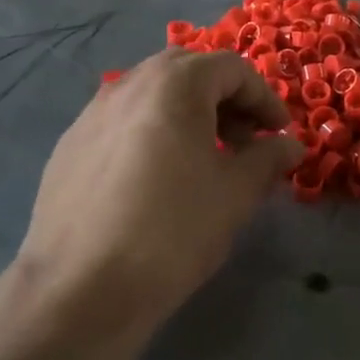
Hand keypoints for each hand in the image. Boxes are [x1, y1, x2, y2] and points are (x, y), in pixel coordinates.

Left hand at [11, 48, 305, 348]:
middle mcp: (128, 84)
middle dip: (225, 100)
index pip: (231, 68)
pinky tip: (157, 180)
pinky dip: (152, 133)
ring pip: (152, 95)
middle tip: (244, 141)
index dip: (264, 97)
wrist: (79, 291)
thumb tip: (289, 145)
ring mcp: (91, 113)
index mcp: (173, 84)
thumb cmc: (172, 231)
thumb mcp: (236, 194)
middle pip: (188, 72)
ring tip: (203, 161)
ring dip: (188, 114)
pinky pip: (123, 122)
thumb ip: (268, 158)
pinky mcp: (69, 146)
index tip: (279, 134)